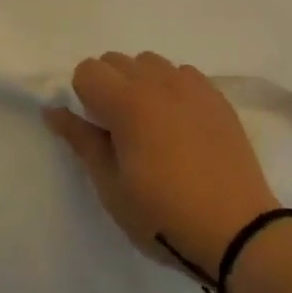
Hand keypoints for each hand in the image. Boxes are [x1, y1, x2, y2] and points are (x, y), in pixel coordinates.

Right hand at [44, 52, 280, 276]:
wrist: (238, 232)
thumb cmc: (165, 216)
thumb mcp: (112, 187)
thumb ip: (82, 141)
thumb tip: (53, 110)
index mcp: (128, 102)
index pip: (88, 70)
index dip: (83, 97)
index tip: (96, 131)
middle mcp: (159, 82)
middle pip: (116, 60)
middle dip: (107, 86)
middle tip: (118, 131)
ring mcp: (192, 86)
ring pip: (150, 62)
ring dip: (140, 83)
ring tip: (151, 125)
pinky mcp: (217, 97)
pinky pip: (182, 74)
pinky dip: (171, 88)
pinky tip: (180, 125)